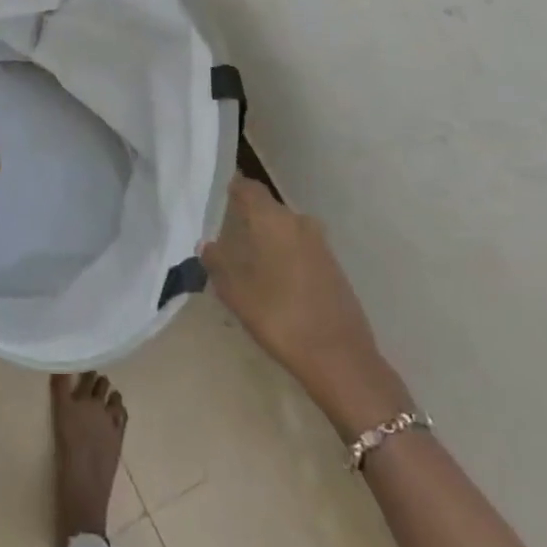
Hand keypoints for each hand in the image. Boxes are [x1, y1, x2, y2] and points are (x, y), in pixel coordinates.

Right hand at [202, 175, 411, 436]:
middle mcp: (299, 223)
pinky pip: (300, 248)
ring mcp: (320, 245)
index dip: (232, 189)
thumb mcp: (235, 291)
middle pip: (268, 209)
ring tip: (246, 258)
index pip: (249, 188)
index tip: (216, 197)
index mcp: (273, 220)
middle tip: (226, 234)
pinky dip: (284, 255)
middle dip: (248, 217)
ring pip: (286, 229)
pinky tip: (272, 278)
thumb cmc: (278, 316)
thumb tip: (207, 245)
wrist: (339, 358)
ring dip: (268, 238)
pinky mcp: (333, 267)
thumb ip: (217, 262)